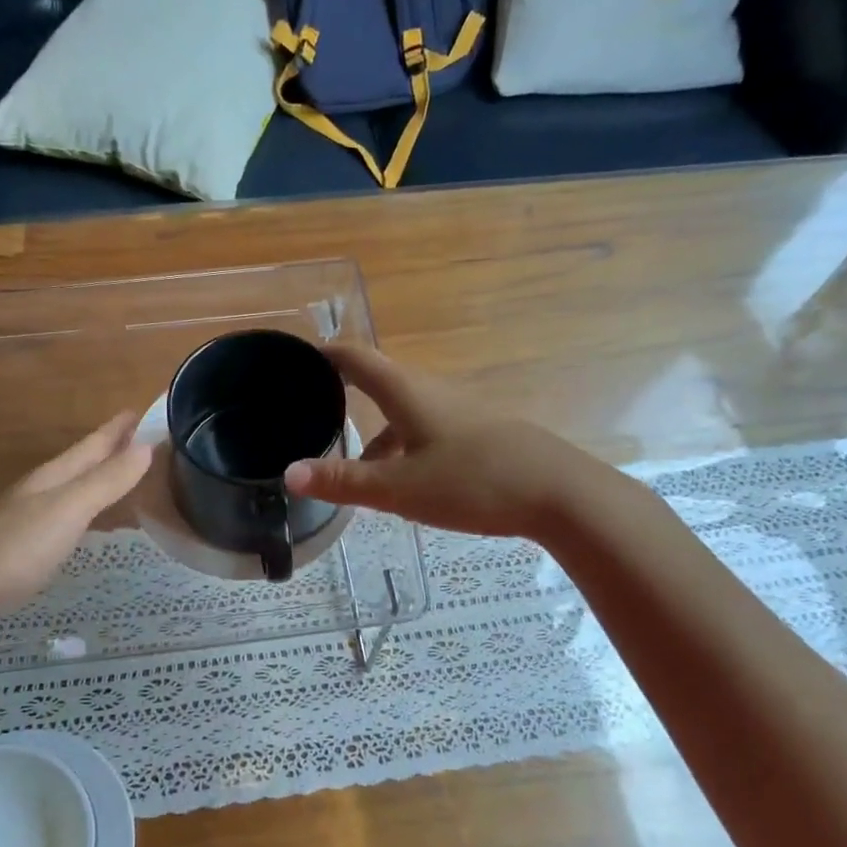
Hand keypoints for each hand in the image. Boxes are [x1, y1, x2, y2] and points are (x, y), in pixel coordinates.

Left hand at [0, 412, 152, 647]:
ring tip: (127, 478)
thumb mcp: (67, 510)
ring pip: (73, 492)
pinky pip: (66, 522)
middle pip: (82, 465)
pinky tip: (90, 525)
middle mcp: (40, 494)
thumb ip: (106, 481)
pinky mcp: (24, 554)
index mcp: (51, 478)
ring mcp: (29, 524)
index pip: (92, 446)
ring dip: (99, 481)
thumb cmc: (13, 549)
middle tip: (145, 442)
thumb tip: (147, 446)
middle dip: (111, 451)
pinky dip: (87, 515)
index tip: (145, 411)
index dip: (117, 429)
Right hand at [284, 345, 589, 538]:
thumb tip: (289, 473)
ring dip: (374, 431)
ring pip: (403, 413)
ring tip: (349, 465)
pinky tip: (401, 483)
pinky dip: (402, 448)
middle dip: (343, 394)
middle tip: (308, 413)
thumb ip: (344, 481)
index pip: (356, 358)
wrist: (557, 492)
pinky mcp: (477, 434)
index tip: (295, 360)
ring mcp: (458, 412)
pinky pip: (425, 431)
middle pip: (379, 382)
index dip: (325, 354)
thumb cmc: (471, 482)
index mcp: (406, 392)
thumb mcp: (399, 488)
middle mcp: (431, 392)